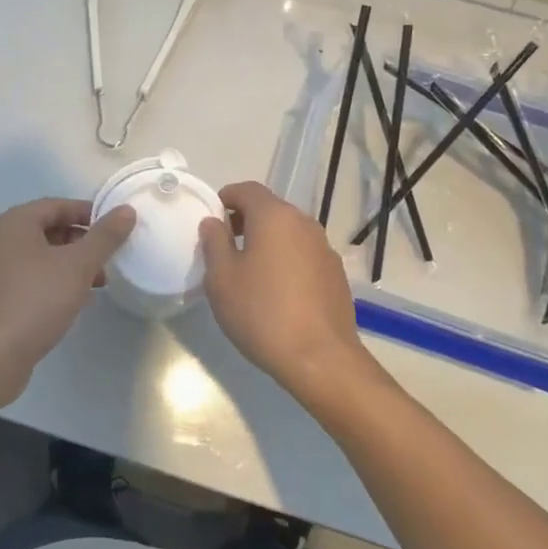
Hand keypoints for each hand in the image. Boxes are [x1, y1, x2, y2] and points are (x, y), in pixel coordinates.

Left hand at [0, 198, 136, 407]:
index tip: (115, 229)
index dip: (89, 213)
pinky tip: (76, 300)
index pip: (58, 205)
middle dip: (82, 242)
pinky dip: (56, 281)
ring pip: (43, 256)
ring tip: (99, 282)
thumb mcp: (78, 265)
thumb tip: (126, 210)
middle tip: (108, 258)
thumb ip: (104, 236)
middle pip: (50, 229)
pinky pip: (34, 278)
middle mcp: (1, 240)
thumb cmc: (37, 299)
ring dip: (72, 264)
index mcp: (15, 222)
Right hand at [198, 181, 380, 407]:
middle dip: (245, 220)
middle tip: (225, 247)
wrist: (321, 359)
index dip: (226, 198)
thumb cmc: (262, 313)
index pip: (247, 189)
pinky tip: (277, 292)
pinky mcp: (336, 274)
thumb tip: (213, 222)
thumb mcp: (222, 279)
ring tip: (250, 271)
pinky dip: (287, 260)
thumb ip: (214, 242)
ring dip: (268, 241)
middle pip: (270, 209)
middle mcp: (303, 223)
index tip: (211, 219)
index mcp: (274, 216)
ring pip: (288, 232)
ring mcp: (324, 248)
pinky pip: (304, 254)